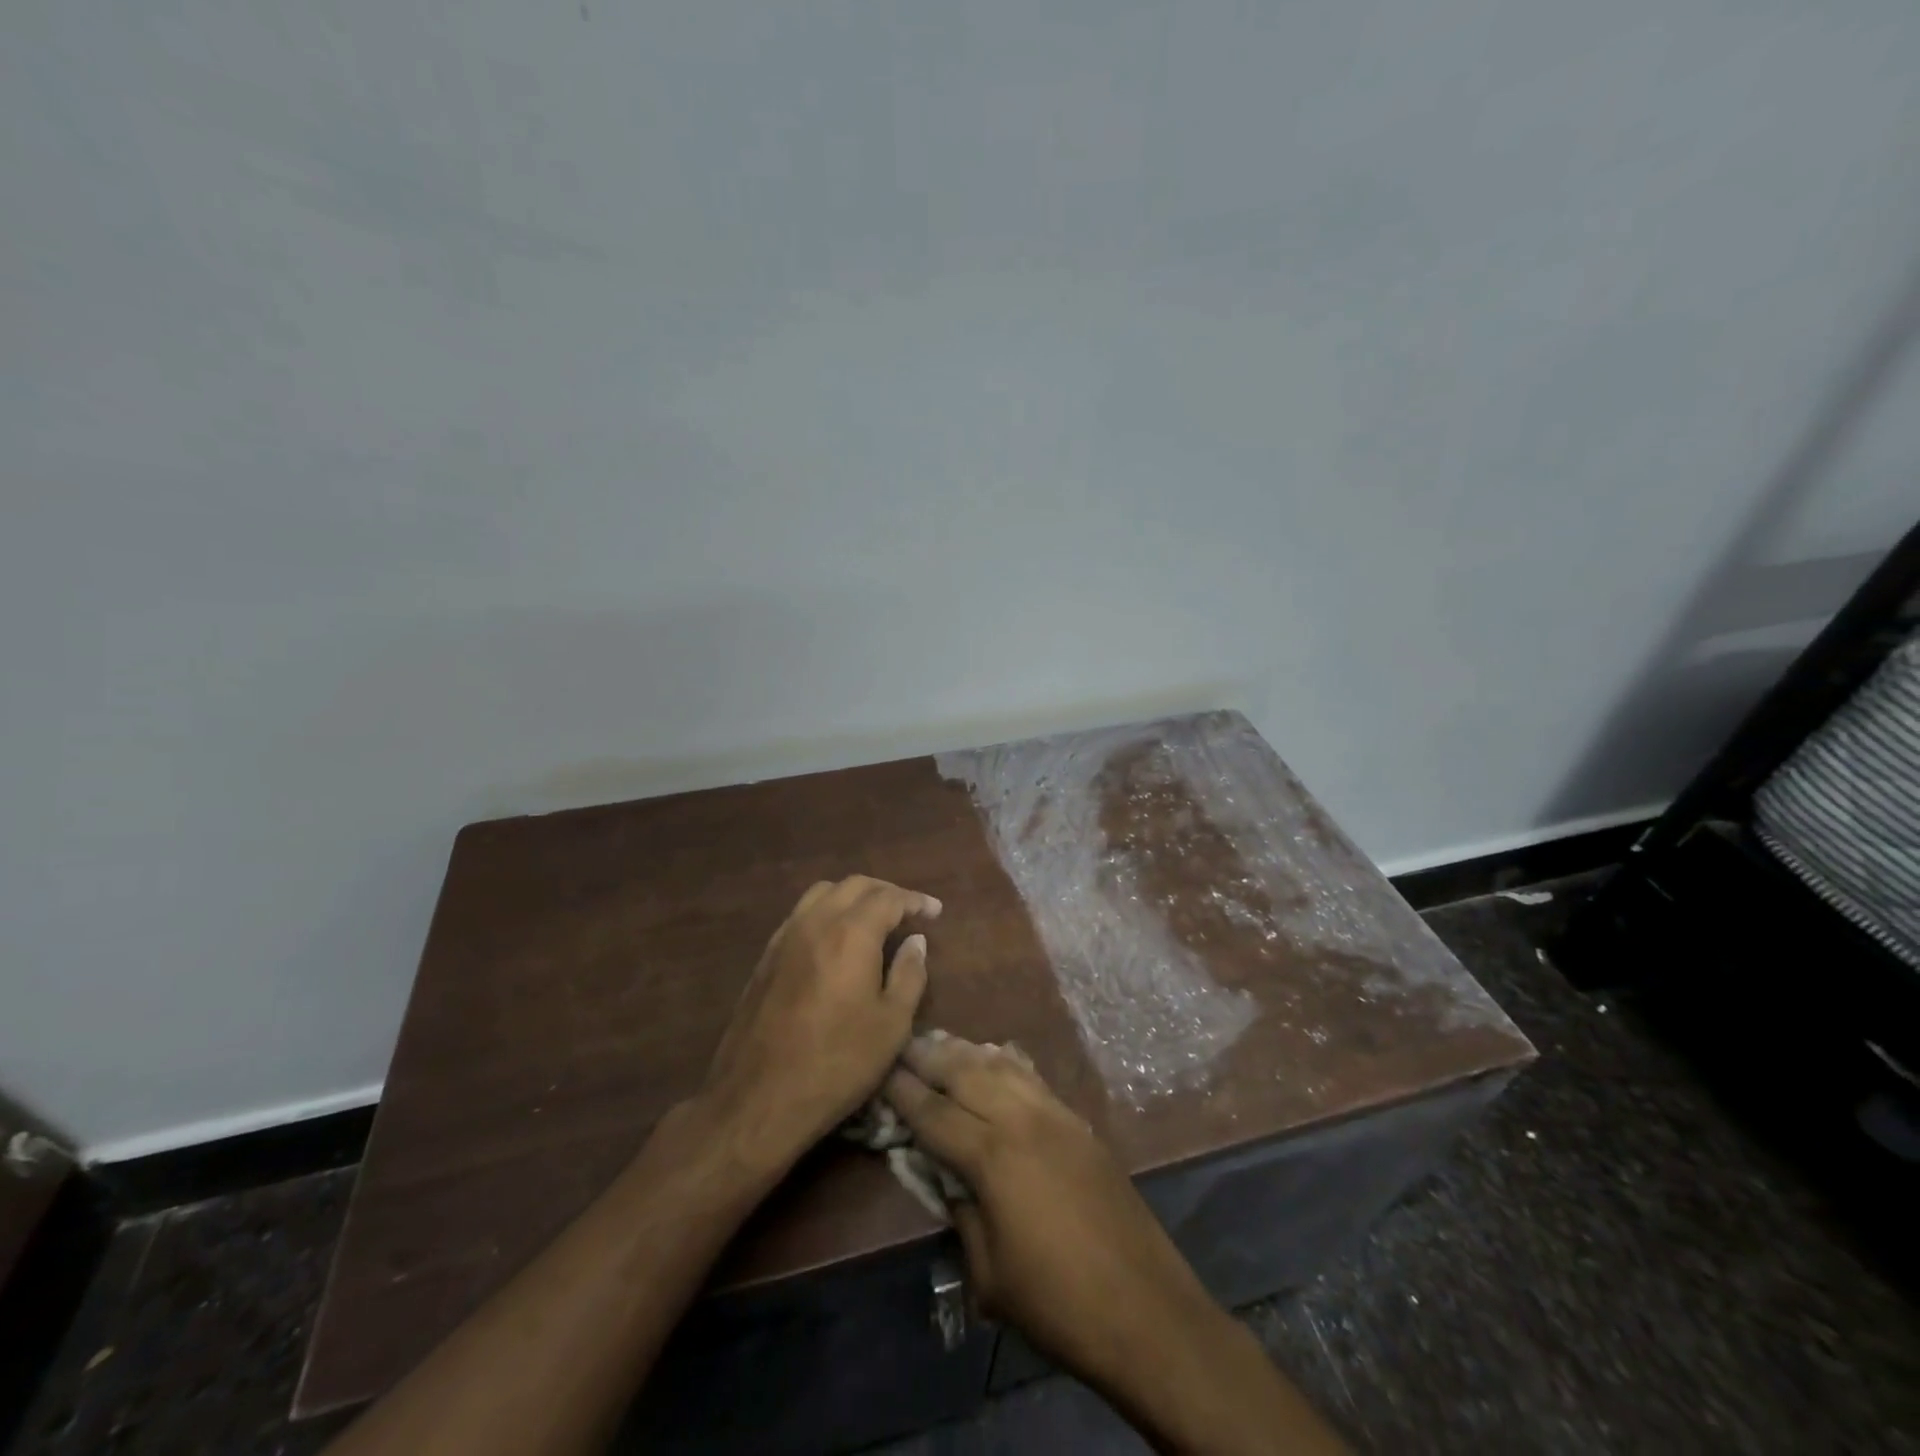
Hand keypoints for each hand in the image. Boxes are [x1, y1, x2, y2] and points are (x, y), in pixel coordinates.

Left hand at [703, 875, 940, 1162]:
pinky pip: (801, 914)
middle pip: (854, 885)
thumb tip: (915, 940)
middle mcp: (816, 922)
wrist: (758, 1098)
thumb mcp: (892, 1025)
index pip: (889, 898)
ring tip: (872, 918)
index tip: (934, 911)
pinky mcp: (766, 956)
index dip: (915, 901)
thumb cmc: (837, 1063)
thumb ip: (909, 974)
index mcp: (851, 933)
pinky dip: (827, 912)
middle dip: (886, 892)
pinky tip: (835, 939)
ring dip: (853, 896)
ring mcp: (785, 936)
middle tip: (908, 911)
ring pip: (823, 893)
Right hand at [881, 1036, 1215, 1388]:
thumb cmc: (1057, 1304)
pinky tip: (994, 1055)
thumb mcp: (988, 1274)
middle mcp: (1021, 1119)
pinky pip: (1032, 1075)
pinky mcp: (1078, 1121)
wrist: (1146, 1309)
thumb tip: (944, 1175)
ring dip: (966, 1050)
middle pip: (965, 1072)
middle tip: (902, 1045)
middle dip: (929, 1056)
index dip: (902, 1091)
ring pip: (1000, 1064)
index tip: (880, 1070)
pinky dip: (1005, 1060)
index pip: (934, 1112)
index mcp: (992, 1157)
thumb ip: (960, 1212)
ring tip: (939, 1041)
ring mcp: (1055, 1114)